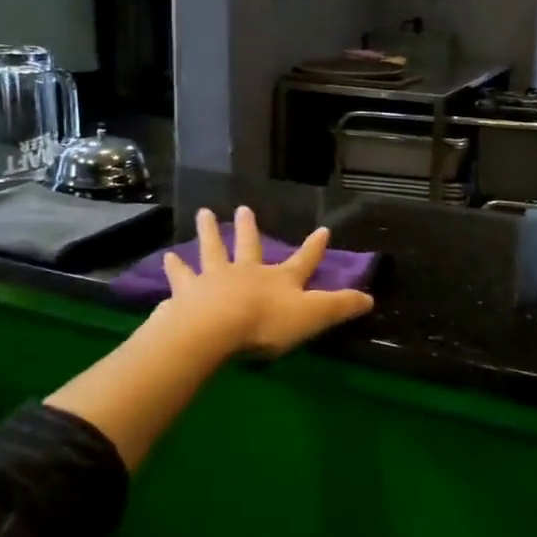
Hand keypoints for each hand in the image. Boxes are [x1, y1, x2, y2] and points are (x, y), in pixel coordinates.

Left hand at [161, 207, 373, 358]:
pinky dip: (173, 270)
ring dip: (207, 233)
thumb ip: (340, 307)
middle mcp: (246, 272)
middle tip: (242, 208)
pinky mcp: (186, 294)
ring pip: (211, 251)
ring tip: (201, 215)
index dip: (314, 248)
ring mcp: (213, 280)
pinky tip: (165, 260)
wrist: (216, 328)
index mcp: (279, 280)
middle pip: (248, 245)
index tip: (323, 230)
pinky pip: (179, 279)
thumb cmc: (267, 323)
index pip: (303, 261)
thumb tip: (371, 298)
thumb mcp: (313, 316)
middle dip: (248, 228)